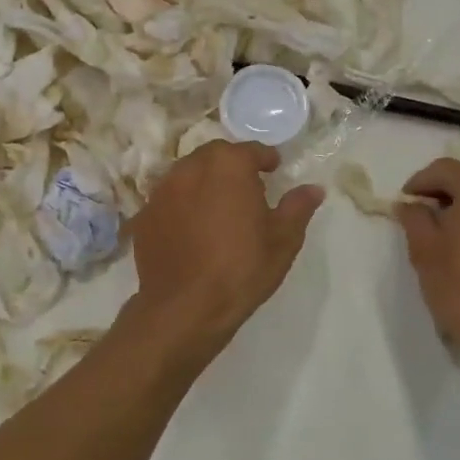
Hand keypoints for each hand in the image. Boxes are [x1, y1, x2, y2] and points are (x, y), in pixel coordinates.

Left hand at [128, 141, 323, 356]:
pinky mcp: (144, 214)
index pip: (251, 150)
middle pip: (215, 155)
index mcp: (228, 166)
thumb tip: (314, 189)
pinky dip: (183, 204)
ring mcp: (162, 190)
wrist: (185, 309)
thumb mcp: (282, 240)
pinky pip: (169, 199)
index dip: (265, 159)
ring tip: (218, 207)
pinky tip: (192, 229)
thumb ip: (297, 207)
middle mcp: (191, 168)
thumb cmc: (241, 269)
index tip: (274, 170)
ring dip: (205, 182)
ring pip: (188, 174)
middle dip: (232, 165)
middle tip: (247, 187)